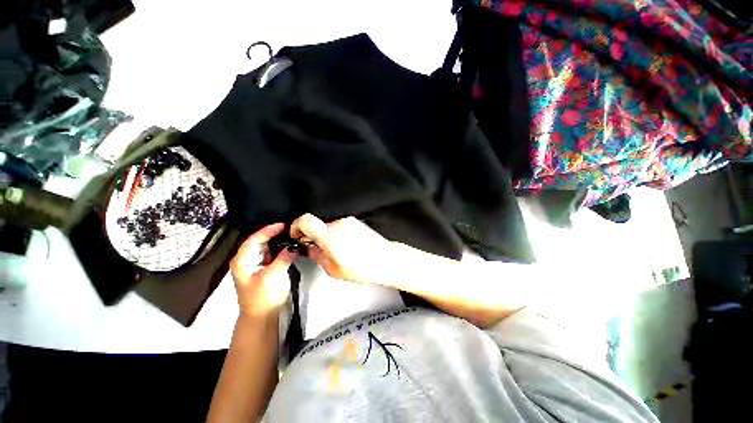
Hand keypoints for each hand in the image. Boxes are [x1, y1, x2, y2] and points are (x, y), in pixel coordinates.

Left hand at [230, 223, 298, 317]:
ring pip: (268, 247)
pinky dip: (282, 250)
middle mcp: (247, 260)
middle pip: (261, 241)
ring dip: (279, 242)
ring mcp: (257, 264)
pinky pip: (274, 255)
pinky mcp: (266, 269)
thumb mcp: (273, 275)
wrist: (263, 317)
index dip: (268, 230)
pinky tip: (290, 247)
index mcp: (242, 261)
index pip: (255, 239)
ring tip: (292, 235)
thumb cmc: (263, 298)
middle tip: (290, 229)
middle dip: (275, 234)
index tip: (283, 225)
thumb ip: (283, 258)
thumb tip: (293, 247)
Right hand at [290, 214, 395, 285]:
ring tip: (340, 253)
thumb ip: (318, 257)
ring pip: (330, 228)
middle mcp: (339, 225)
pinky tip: (349, 248)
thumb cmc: (363, 268)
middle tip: (322, 252)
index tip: (296, 235)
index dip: (296, 226)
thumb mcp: (334, 270)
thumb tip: (311, 249)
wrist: (385, 259)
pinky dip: (339, 236)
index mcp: (330, 236)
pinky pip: (341, 227)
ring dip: (329, 238)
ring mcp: (349, 222)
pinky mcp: (356, 223)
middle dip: (316, 238)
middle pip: (319, 226)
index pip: (305, 220)